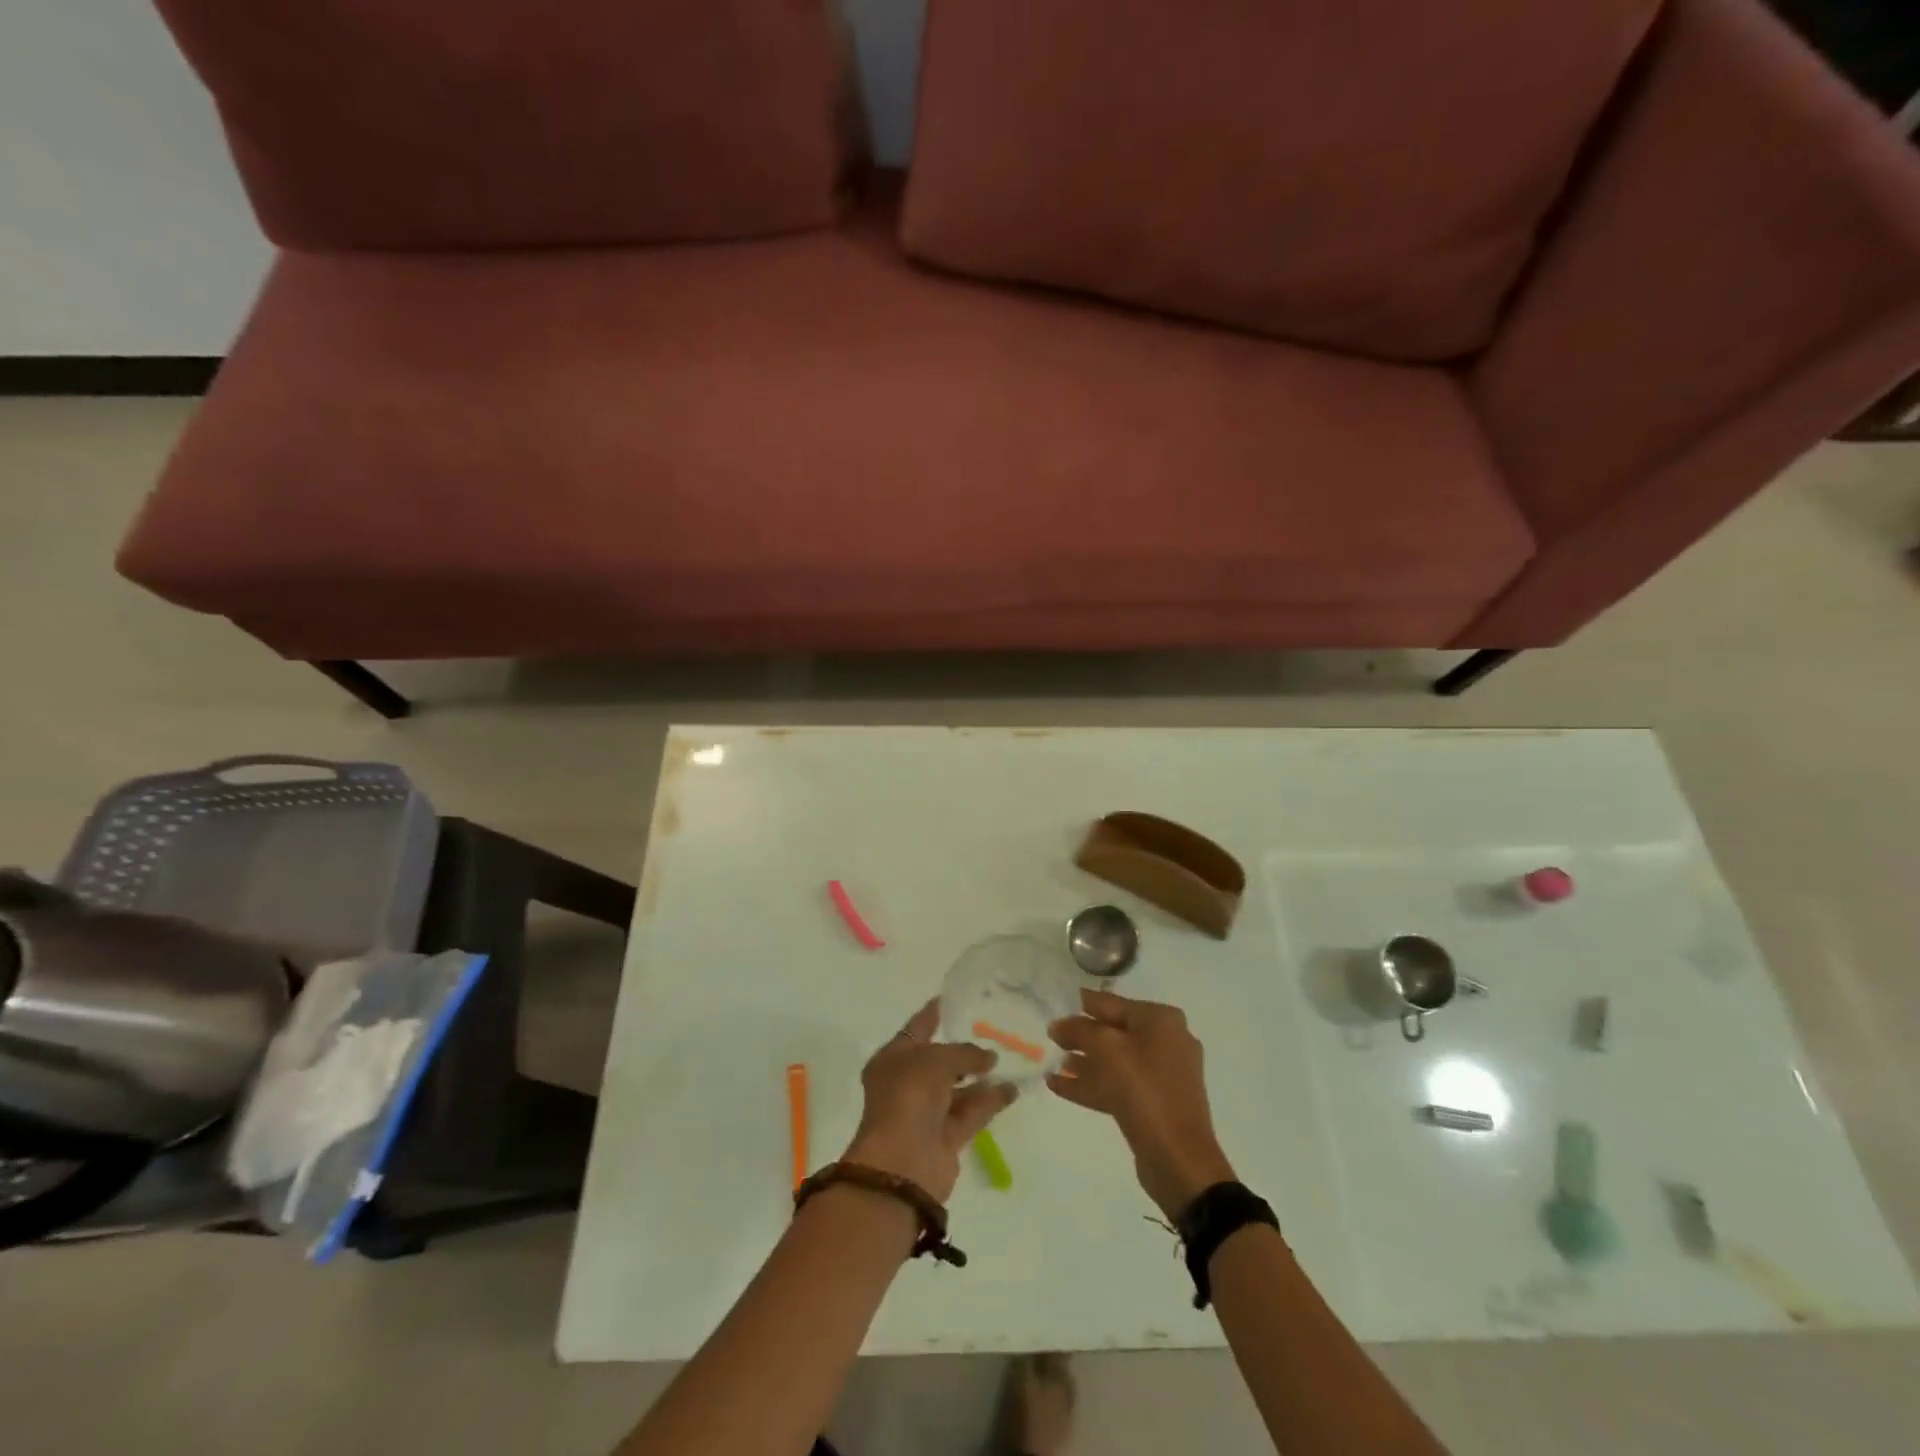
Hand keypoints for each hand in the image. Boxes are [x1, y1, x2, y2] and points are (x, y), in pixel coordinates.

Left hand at [843, 999, 1017, 1203]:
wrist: (903, 1165)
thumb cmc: (909, 1097)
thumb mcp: (936, 1060)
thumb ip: (965, 1052)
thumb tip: (989, 1058)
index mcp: (892, 1059)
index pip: (916, 1028)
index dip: (934, 1013)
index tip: (955, 998)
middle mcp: (907, 1083)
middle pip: (939, 1059)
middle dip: (964, 1048)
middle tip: (993, 1029)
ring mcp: (926, 1111)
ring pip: (958, 1087)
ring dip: (981, 1076)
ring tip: (1011, 1058)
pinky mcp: (946, 1137)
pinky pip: (971, 1111)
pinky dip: (990, 1100)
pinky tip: (1013, 1088)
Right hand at [1048, 988, 1236, 1218]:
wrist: (1179, 1160)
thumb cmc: (1144, 1090)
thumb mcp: (1106, 1049)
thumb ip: (1079, 1030)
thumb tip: (1059, 1025)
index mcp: (1161, 1020)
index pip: (1113, 1004)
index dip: (1082, 1004)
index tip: (1056, 1003)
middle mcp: (1166, 1041)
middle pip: (1113, 1033)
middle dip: (1081, 1037)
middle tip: (1051, 1039)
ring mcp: (1163, 1074)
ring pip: (1115, 1061)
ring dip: (1084, 1063)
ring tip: (1052, 1065)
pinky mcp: (1156, 1103)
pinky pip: (1119, 1085)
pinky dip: (1092, 1084)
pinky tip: (1059, 1086)